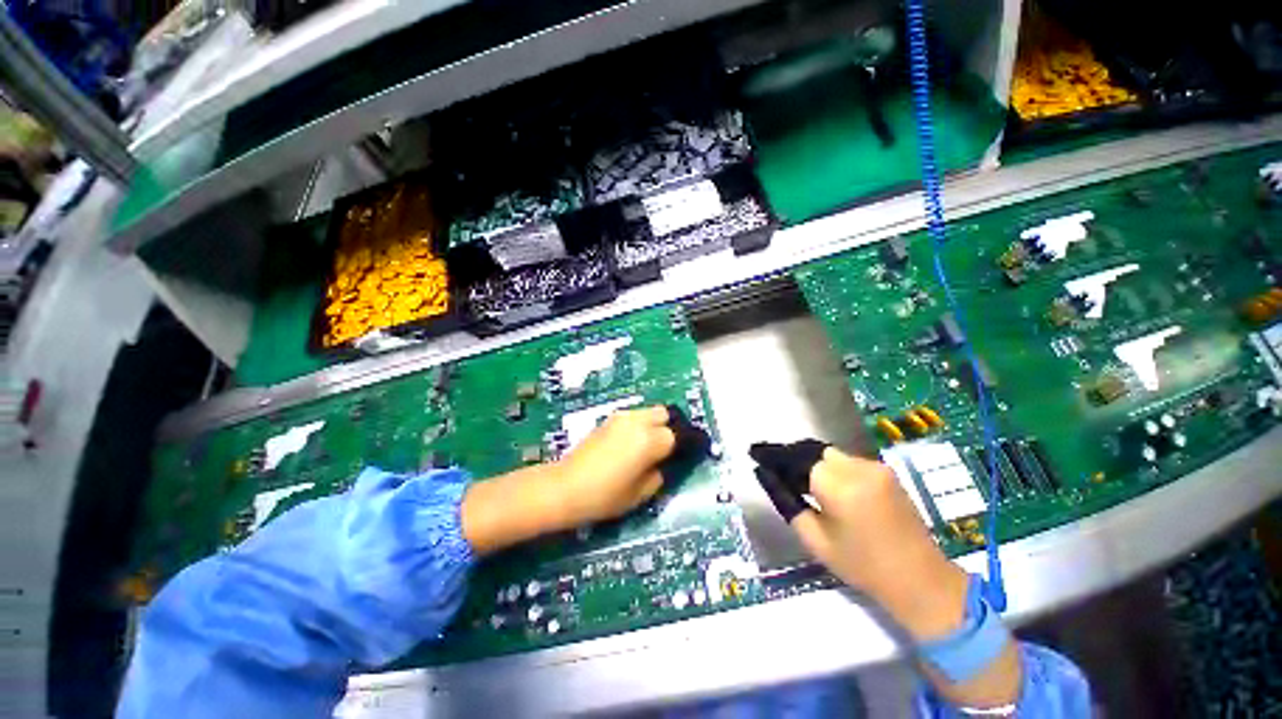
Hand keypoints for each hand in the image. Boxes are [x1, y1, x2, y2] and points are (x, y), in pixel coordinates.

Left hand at [461, 406, 674, 554]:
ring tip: (649, 445)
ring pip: (648, 411)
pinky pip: (633, 416)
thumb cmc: (604, 496)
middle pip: (665, 413)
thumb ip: (659, 475)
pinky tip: (631, 444)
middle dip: (671, 427)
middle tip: (668, 447)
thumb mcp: (640, 494)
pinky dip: (640, 425)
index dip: (686, 443)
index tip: (689, 452)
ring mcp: (621, 418)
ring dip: (655, 424)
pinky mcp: (608, 419)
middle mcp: (637, 422)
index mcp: (649, 440)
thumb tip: (663, 464)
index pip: (678, 434)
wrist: (564, 487)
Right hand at [788, 448, 1021, 707]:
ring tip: (799, 477)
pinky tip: (827, 483)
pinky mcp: (886, 471)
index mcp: (837, 486)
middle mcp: (857, 468)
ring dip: (813, 461)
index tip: (755, 453)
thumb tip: (767, 477)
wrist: (920, 579)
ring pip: (830, 453)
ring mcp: (875, 467)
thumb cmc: (862, 566)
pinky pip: (848, 461)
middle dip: (793, 456)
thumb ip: (788, 503)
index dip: (774, 455)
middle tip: (776, 468)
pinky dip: (831, 467)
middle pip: (813, 450)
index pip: (795, 458)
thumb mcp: (815, 540)